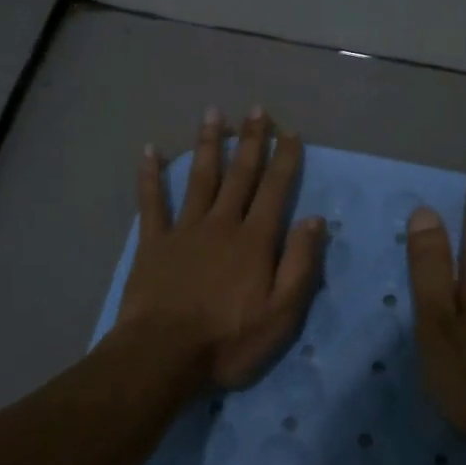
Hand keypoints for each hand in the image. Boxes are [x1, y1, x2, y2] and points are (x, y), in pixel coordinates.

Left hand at [117, 106, 326, 390]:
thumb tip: (315, 220)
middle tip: (257, 109)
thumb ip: (300, 264)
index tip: (290, 132)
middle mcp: (221, 224)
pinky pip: (151, 202)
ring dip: (208, 144)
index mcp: (254, 240)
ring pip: (199, 177)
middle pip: (239, 175)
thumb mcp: (281, 313)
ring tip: (214, 113)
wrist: (163, 355)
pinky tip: (150, 150)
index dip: (284, 160)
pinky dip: (150, 175)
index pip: (274, 190)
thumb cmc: (228, 340)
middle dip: (251, 140)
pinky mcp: (153, 243)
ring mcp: (184, 230)